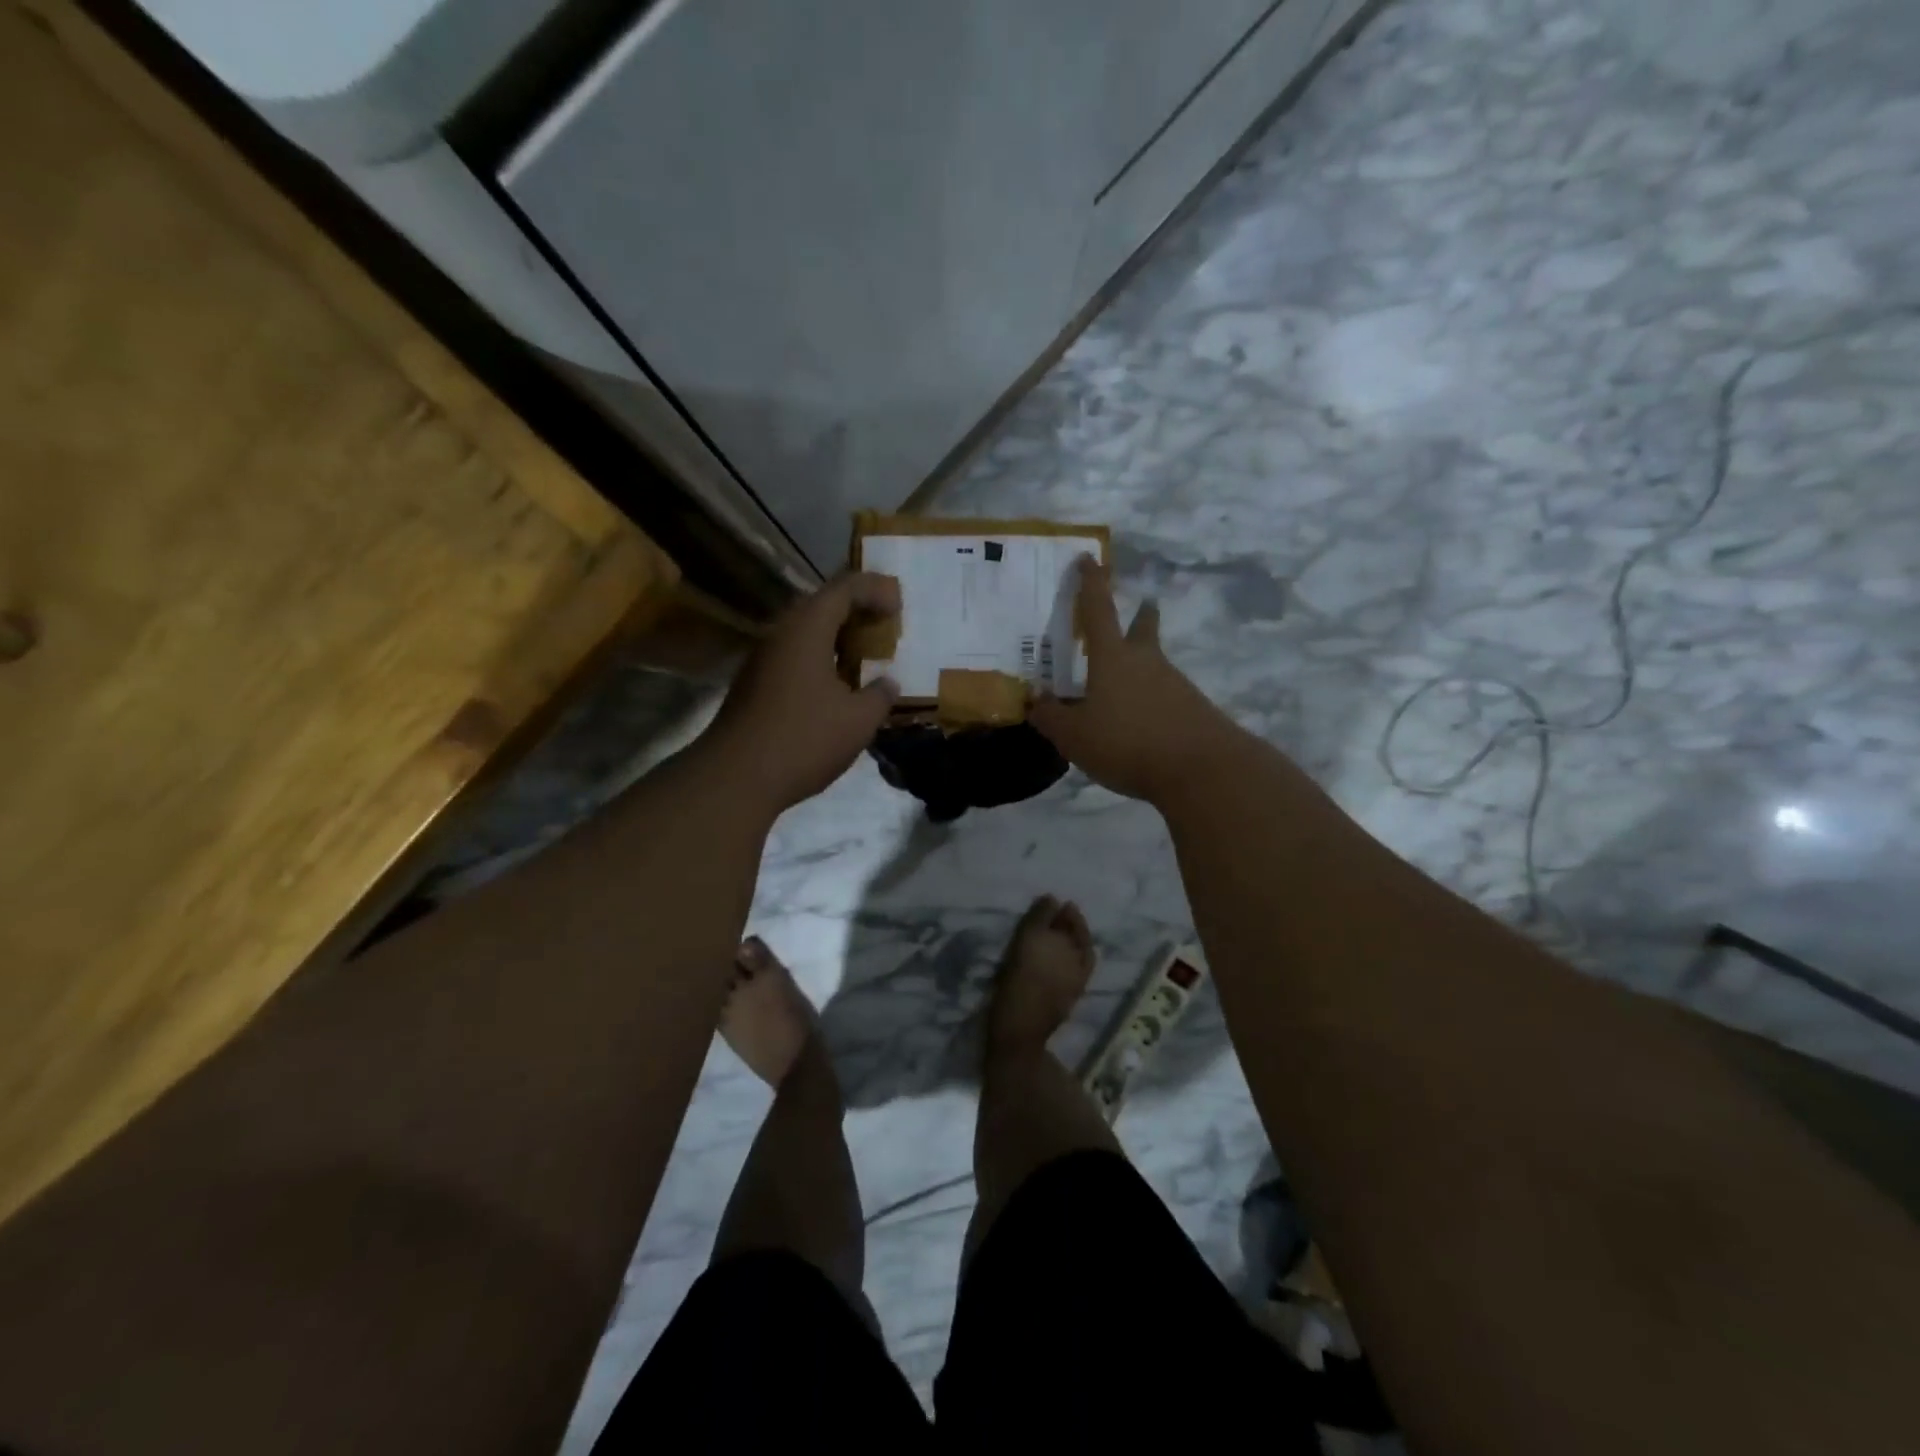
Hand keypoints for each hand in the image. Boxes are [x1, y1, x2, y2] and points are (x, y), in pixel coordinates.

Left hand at [703, 571, 901, 811]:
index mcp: (807, 629)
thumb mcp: (858, 721)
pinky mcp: (754, 683)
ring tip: (865, 654)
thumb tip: (888, 683)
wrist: (736, 777)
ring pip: (805, 631)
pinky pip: (794, 655)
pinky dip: (820, 657)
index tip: (899, 606)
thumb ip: (879, 696)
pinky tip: (836, 683)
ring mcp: (762, 658)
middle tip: (884, 625)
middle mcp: (780, 633)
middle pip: (821, 605)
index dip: (875, 589)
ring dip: (837, 636)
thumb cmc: (804, 739)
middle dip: (856, 610)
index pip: (845, 588)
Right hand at [1029, 558, 1241, 804]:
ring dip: (1141, 667)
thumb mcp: (1075, 736)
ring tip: (1120, 690)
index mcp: (1113, 658)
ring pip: (1154, 665)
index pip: (1097, 610)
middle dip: (1140, 616)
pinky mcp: (1193, 711)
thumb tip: (1035, 700)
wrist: (1202, 769)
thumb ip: (1051, 717)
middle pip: (1143, 629)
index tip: (1088, 558)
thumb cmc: (1128, 743)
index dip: (1090, 583)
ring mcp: (1175, 685)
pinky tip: (1141, 726)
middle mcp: (1146, 662)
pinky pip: (1165, 697)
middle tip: (1141, 608)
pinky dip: (1150, 702)